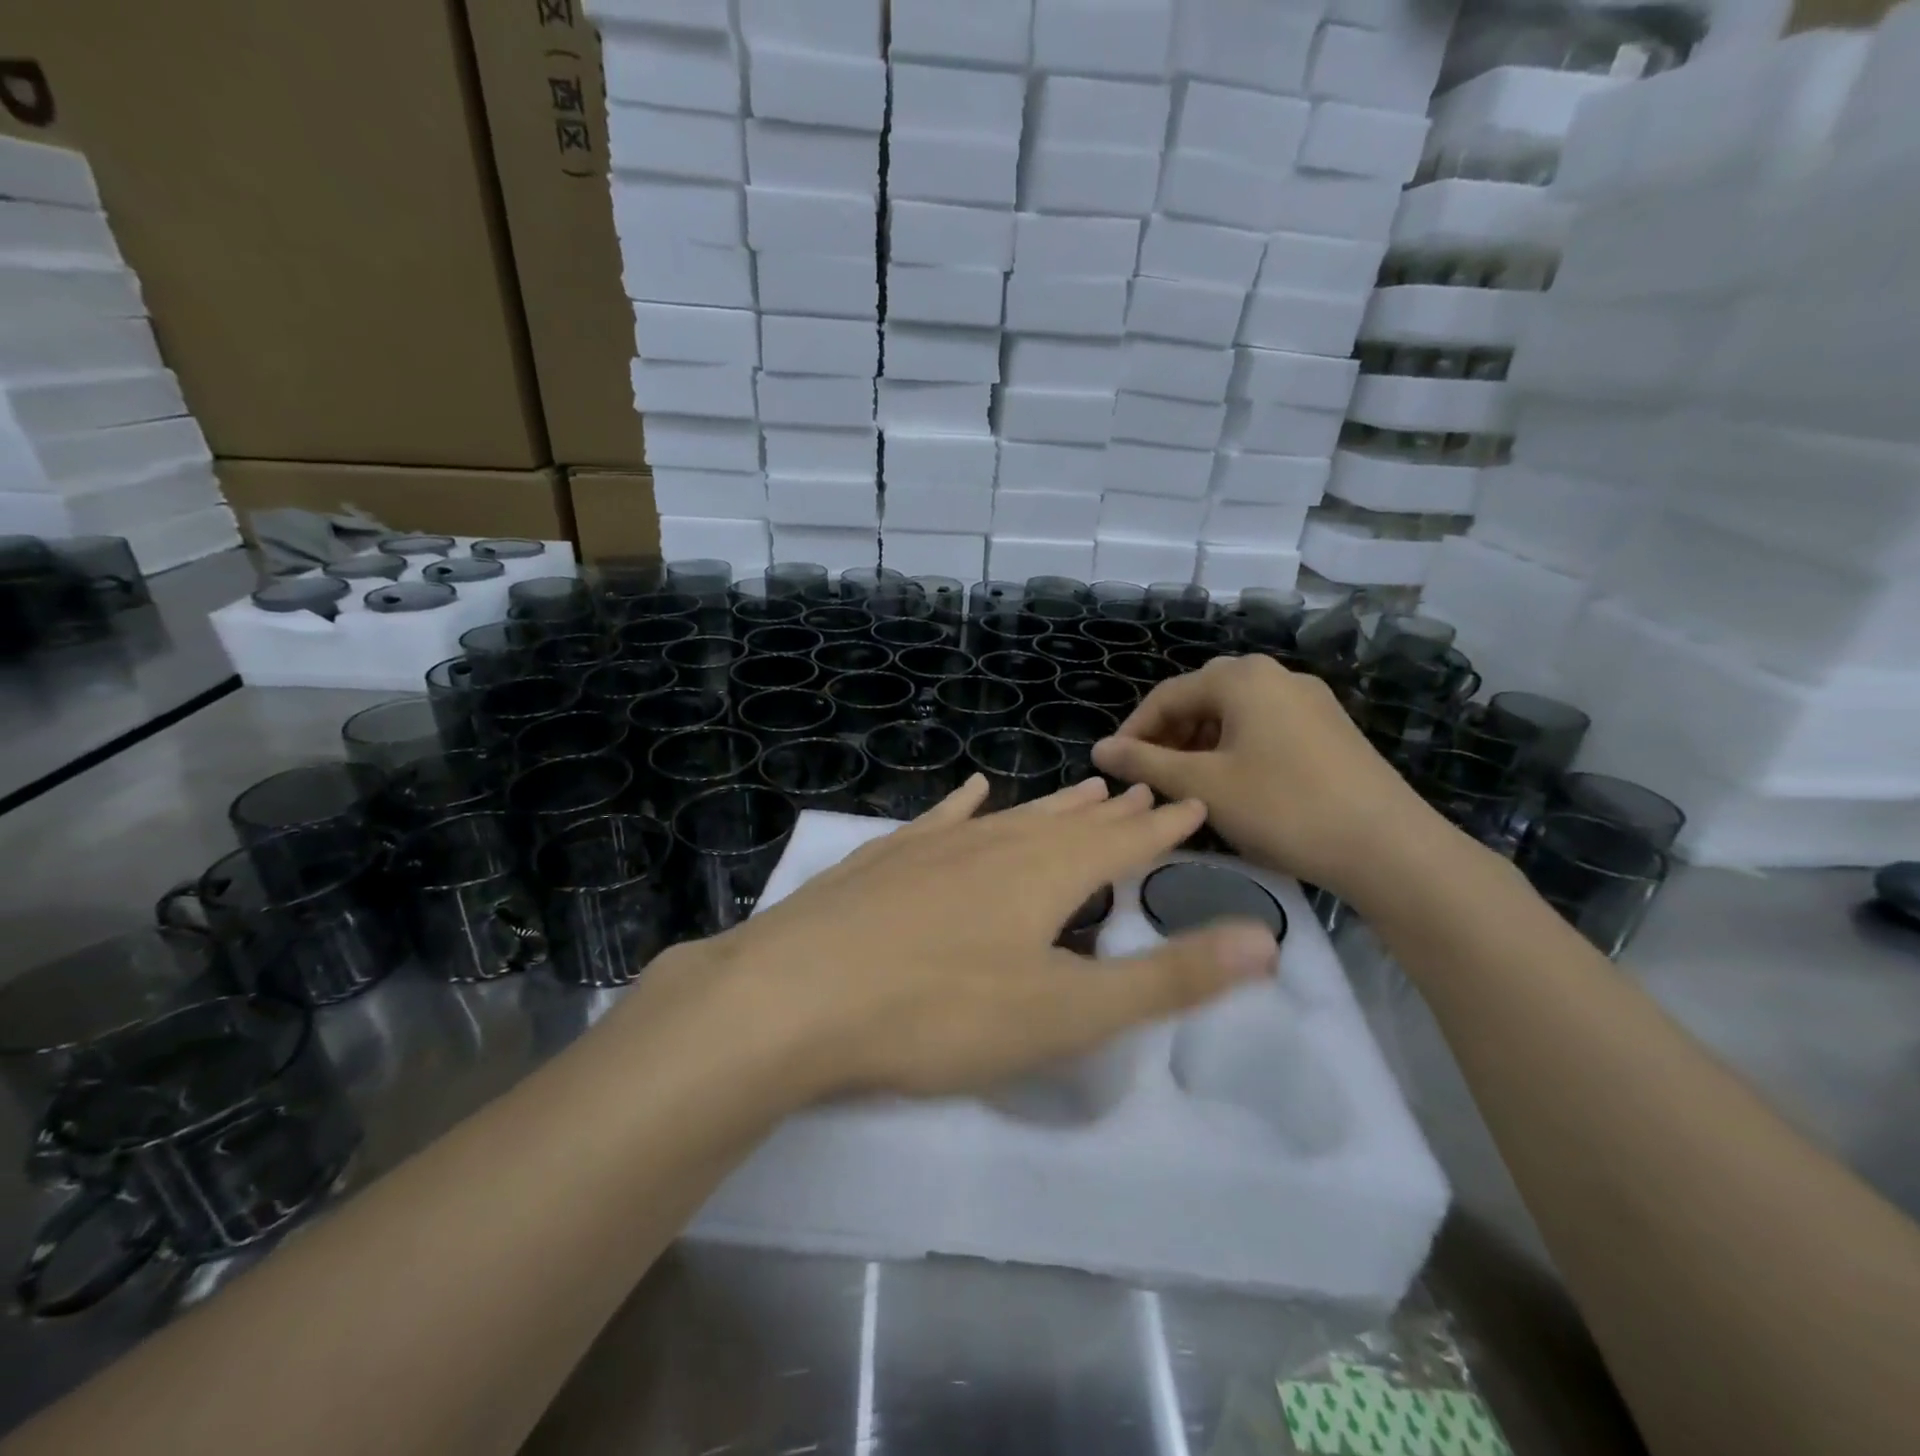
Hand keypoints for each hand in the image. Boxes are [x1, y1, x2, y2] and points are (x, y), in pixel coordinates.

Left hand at [640, 777, 1279, 1106]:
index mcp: (1043, 876)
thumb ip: (1166, 979)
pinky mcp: (884, 861)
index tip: (1191, 803)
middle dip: (1111, 812)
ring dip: (1051, 807)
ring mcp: (933, 848)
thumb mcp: (1066, 1012)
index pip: (1121, 843)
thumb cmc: (940, 1013)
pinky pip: (939, 821)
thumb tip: (1264, 941)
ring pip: (1010, 818)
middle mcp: (994, 846)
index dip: (1161, 827)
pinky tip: (974, 791)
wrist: (797, 996)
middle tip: (1141, 789)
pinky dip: (964, 805)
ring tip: (1083, 790)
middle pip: (1067, 823)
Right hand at [1090, 655, 1447, 907]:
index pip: (1167, 695)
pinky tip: (1234, 786)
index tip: (1114, 768)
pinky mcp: (1330, 728)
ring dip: (1200, 745)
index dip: (1133, 731)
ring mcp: (1309, 700)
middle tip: (1150, 779)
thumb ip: (1145, 764)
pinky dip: (1235, 750)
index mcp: (1241, 677)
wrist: (1388, 847)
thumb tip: (1100, 750)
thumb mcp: (1202, 786)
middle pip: (1201, 699)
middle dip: (1168, 737)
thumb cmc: (1282, 807)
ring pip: (1234, 715)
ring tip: (1187, 786)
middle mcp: (1275, 675)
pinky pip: (1265, 727)